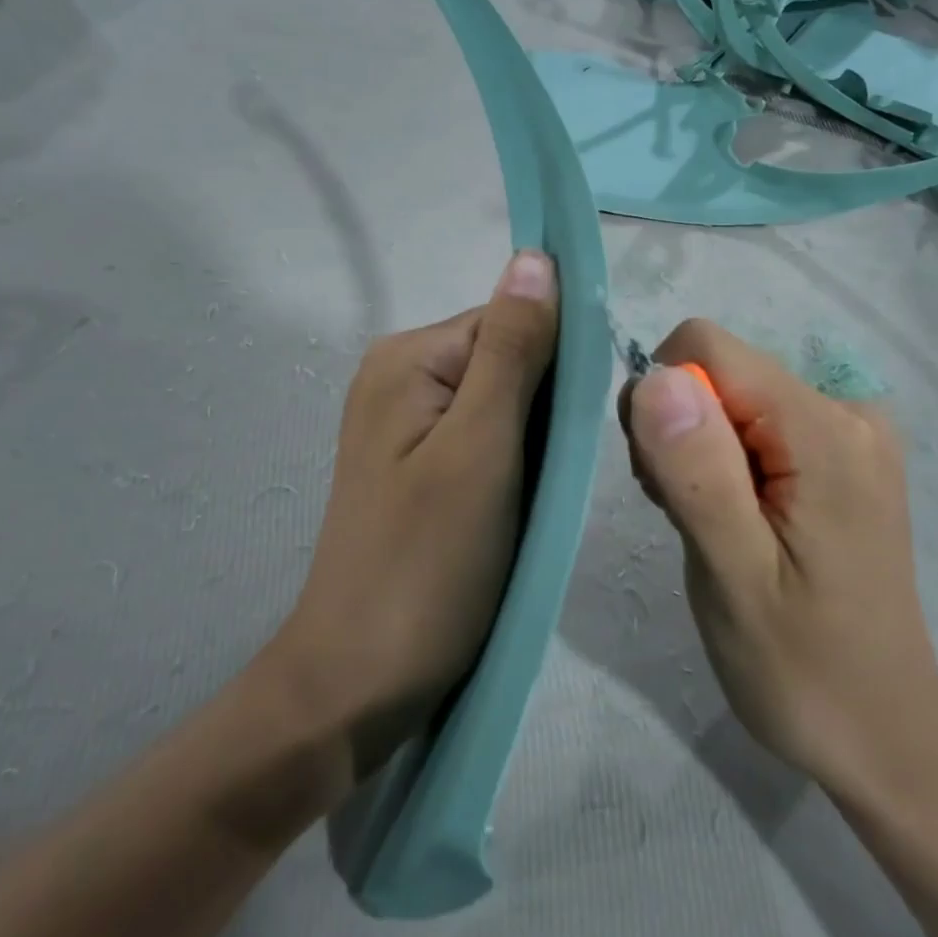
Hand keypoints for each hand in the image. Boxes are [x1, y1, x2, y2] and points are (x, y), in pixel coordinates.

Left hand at [273, 251, 559, 776]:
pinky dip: (515, 465)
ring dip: (534, 442)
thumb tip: (536, 256)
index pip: (511, 320)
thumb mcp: (481, 446)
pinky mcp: (420, 466)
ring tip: (536, 500)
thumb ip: (512, 348)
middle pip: (508, 359)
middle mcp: (402, 376)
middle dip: (545, 410)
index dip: (556, 365)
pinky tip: (518, 509)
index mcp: (409, 357)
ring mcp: (407, 424)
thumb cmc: (428, 561)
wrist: (361, 681)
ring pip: (504, 403)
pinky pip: (485, 440)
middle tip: (550, 478)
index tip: (576, 430)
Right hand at [620, 320, 937, 805]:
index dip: (664, 403)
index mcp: (824, 429)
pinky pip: (755, 423)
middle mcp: (847, 410)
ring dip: (697, 451)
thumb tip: (657, 377)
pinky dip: (725, 461)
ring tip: (711, 527)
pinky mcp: (841, 456)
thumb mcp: (733, 576)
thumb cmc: (801, 669)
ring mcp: (850, 432)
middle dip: (679, 431)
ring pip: (730, 396)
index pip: (707, 349)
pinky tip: (734, 520)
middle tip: (686, 516)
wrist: (883, 735)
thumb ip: (697, 472)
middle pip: (719, 370)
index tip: (665, 481)